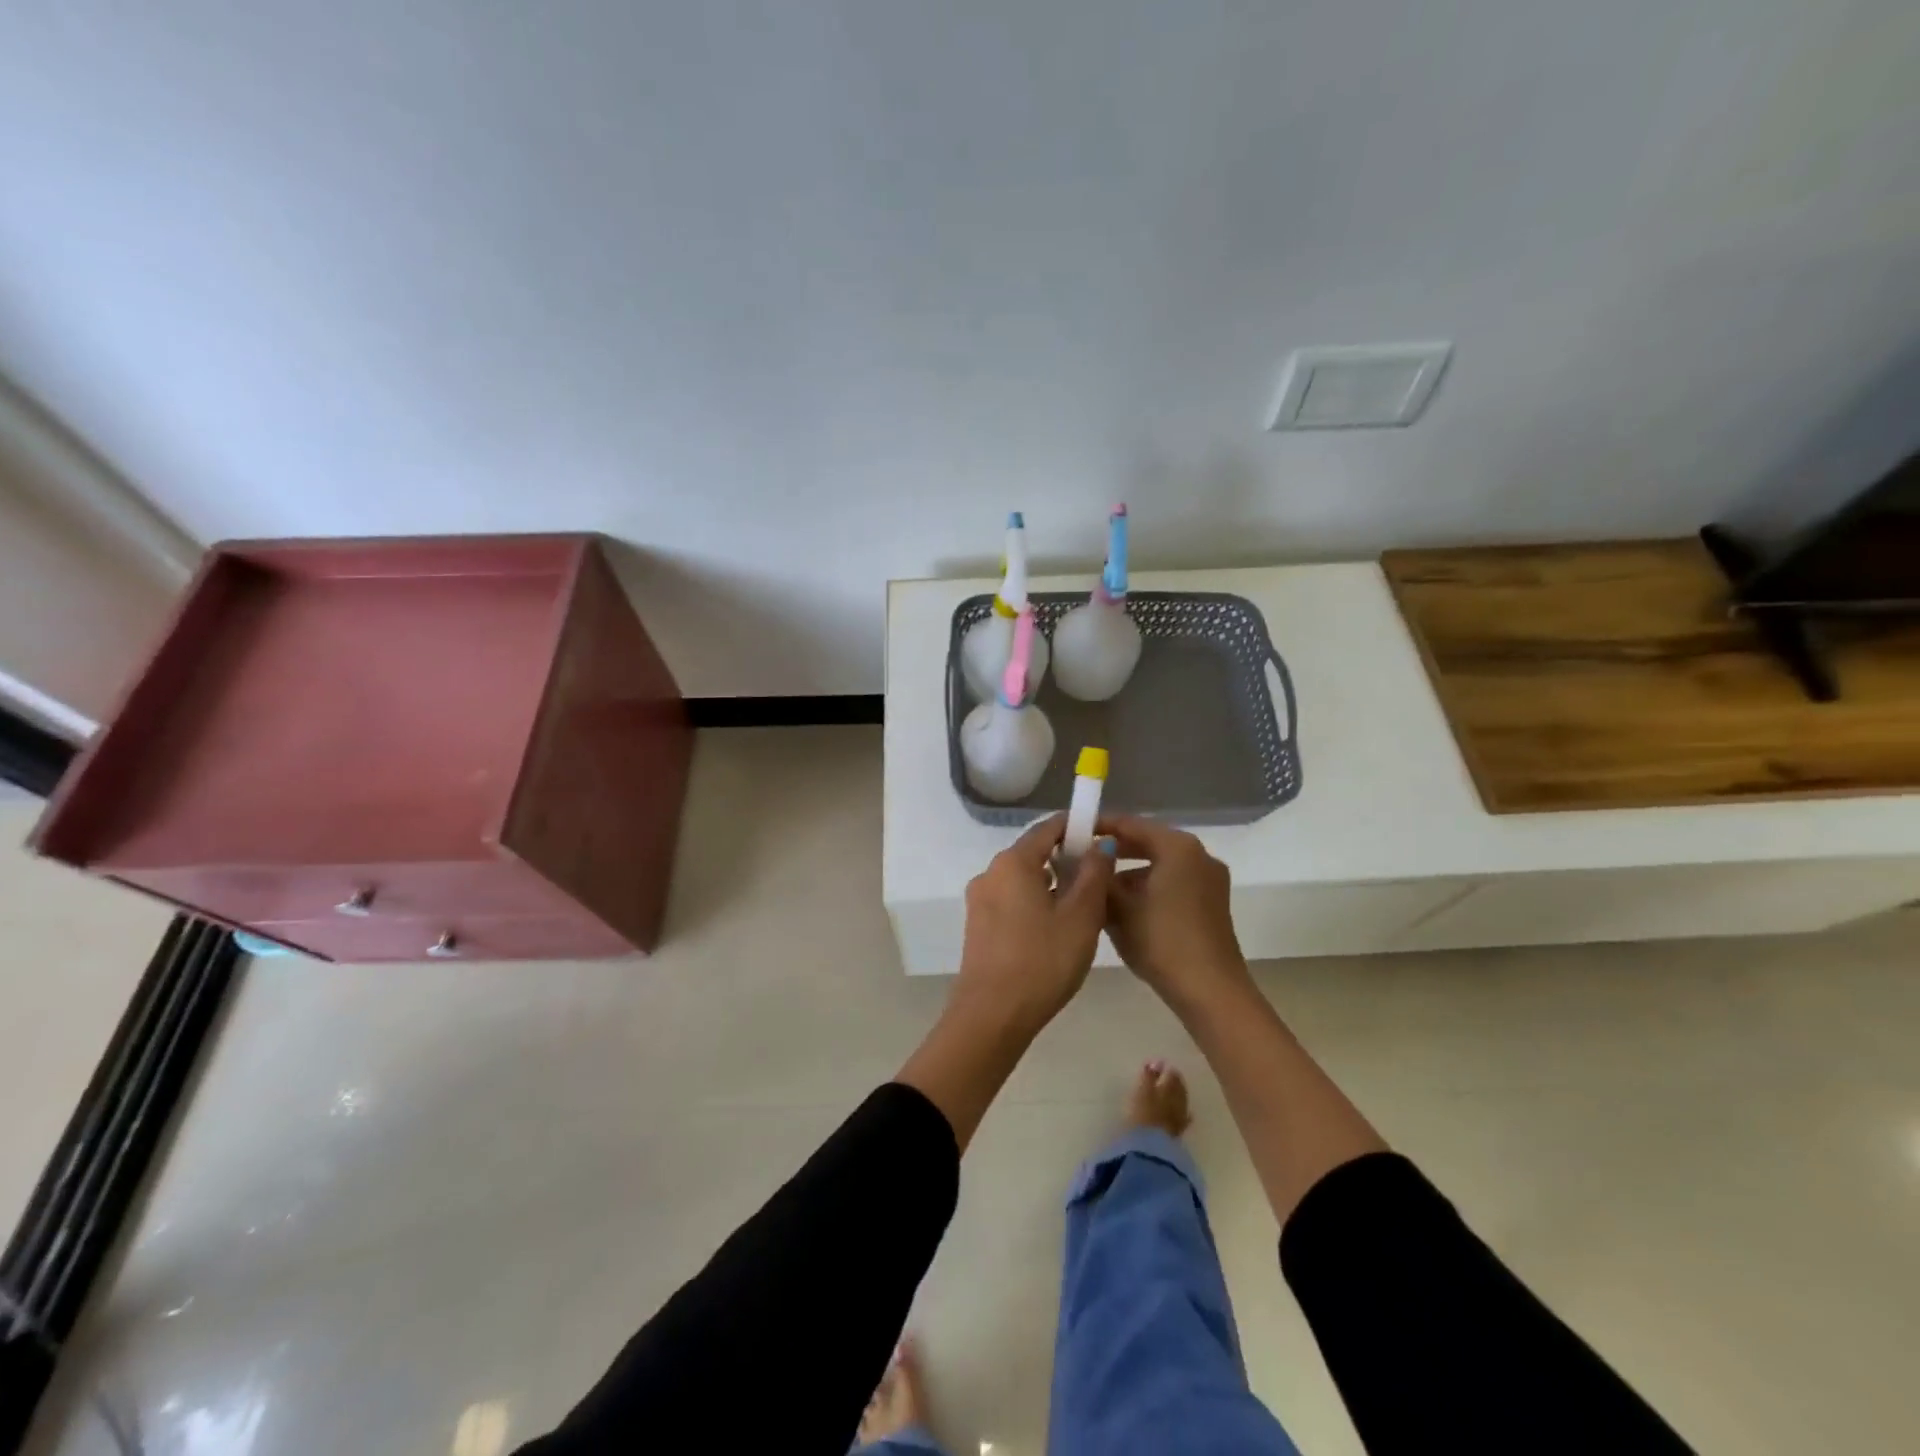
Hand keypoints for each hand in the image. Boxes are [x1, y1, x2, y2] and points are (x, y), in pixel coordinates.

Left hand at [952, 813, 1114, 1038]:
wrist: (992, 1015)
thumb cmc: (1043, 961)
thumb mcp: (1081, 916)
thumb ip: (1094, 874)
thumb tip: (1100, 844)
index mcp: (1013, 862)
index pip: (1049, 828)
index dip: (1078, 827)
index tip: (1104, 836)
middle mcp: (990, 872)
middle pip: (1034, 852)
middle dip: (1067, 859)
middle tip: (1100, 879)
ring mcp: (980, 899)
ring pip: (1022, 879)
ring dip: (1052, 884)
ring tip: (1082, 909)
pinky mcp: (977, 925)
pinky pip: (1011, 900)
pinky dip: (1035, 903)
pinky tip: (1055, 929)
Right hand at [1100, 814, 1252, 1015]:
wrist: (1210, 991)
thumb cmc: (1161, 941)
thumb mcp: (1119, 909)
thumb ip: (1099, 879)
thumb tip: (1083, 863)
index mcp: (1178, 847)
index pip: (1131, 824)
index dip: (1100, 826)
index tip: (1072, 832)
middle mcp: (1199, 855)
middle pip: (1148, 842)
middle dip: (1115, 851)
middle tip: (1081, 858)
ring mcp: (1210, 880)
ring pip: (1161, 865)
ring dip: (1131, 873)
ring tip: (1098, 887)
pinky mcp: (1212, 903)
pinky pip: (1174, 882)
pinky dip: (1149, 887)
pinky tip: (1125, 907)